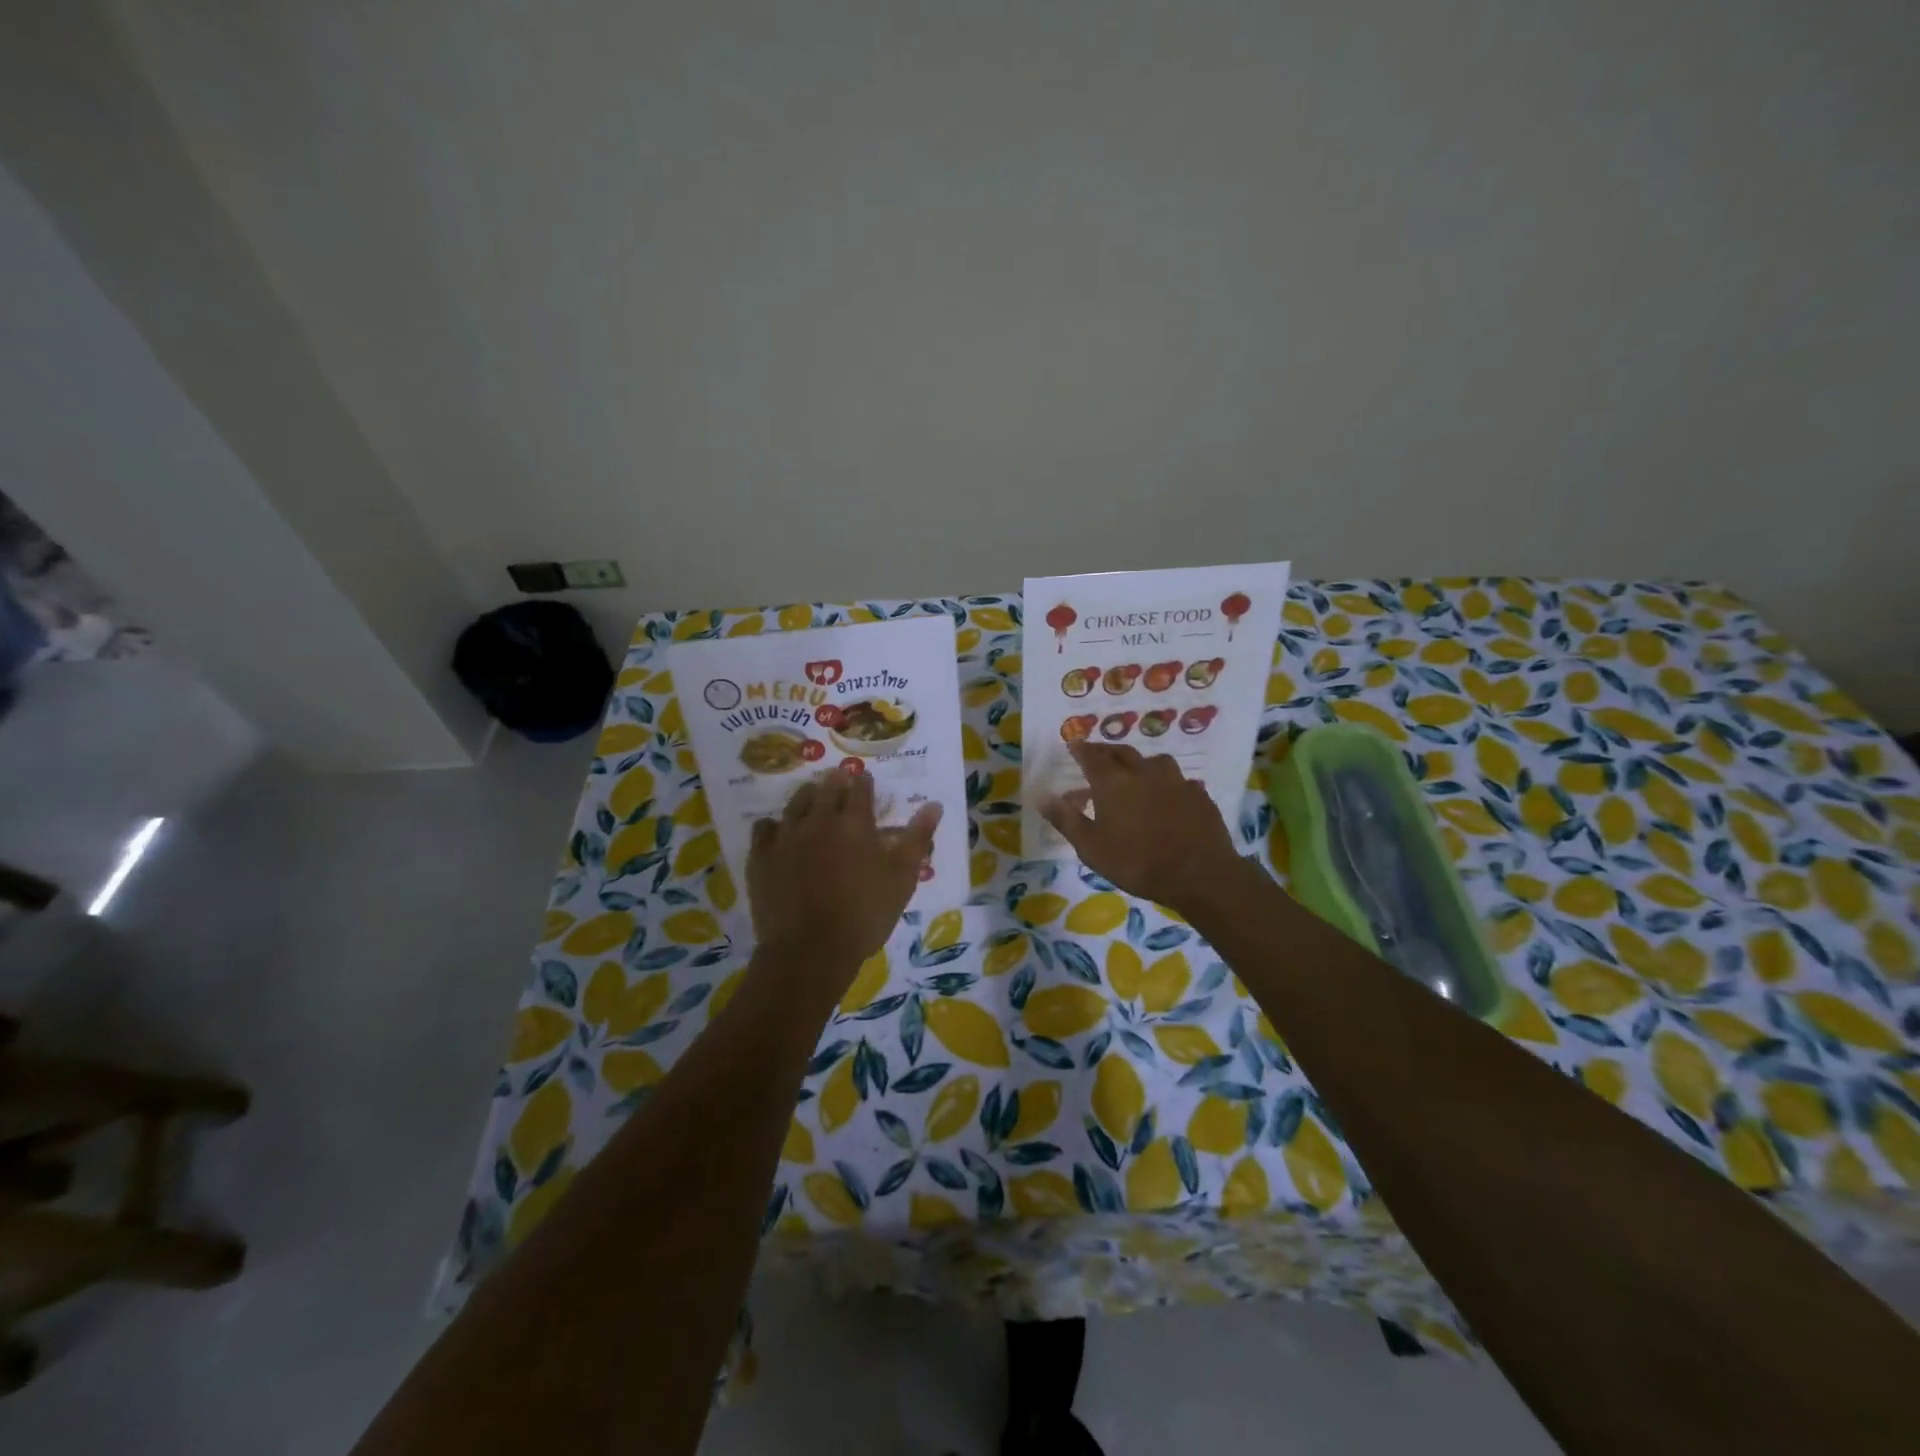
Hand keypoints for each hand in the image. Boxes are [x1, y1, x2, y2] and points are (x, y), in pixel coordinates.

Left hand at [746, 770, 941, 1002]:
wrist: (810, 952)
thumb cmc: (864, 916)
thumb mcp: (902, 879)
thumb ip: (917, 839)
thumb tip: (934, 805)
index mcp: (855, 823)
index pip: (861, 788)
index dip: (865, 783)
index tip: (867, 782)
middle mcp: (818, 820)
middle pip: (826, 788)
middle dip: (836, 782)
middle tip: (840, 781)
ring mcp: (786, 837)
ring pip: (796, 803)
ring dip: (808, 796)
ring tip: (813, 799)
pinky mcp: (761, 857)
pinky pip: (764, 828)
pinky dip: (774, 825)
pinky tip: (780, 833)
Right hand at [1038, 741, 1246, 912]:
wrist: (1199, 874)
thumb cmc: (1137, 863)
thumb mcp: (1091, 847)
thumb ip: (1065, 819)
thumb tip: (1040, 794)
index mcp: (1112, 783)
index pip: (1091, 756)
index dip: (1080, 748)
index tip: (1073, 744)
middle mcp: (1143, 772)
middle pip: (1121, 752)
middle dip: (1105, 751)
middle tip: (1097, 755)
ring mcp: (1174, 781)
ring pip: (1152, 761)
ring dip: (1138, 763)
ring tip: (1134, 773)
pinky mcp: (1197, 794)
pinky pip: (1176, 780)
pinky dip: (1165, 783)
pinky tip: (1166, 796)